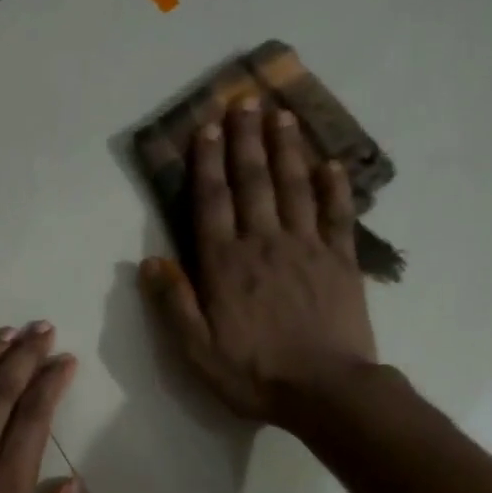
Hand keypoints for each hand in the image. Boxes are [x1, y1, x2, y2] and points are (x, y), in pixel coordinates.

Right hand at [139, 98, 375, 423]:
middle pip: (253, 181)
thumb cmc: (254, 374)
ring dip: (286, 148)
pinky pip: (338, 215)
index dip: (207, 162)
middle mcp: (264, 243)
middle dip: (245, 139)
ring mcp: (307, 248)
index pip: (212, 201)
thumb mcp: (197, 351)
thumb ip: (173, 304)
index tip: (207, 126)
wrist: (325, 391)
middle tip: (244, 100)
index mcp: (225, 264)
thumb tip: (150, 262)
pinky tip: (331, 164)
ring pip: (294, 187)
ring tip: (281, 115)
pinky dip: (334, 187)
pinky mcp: (341, 261)